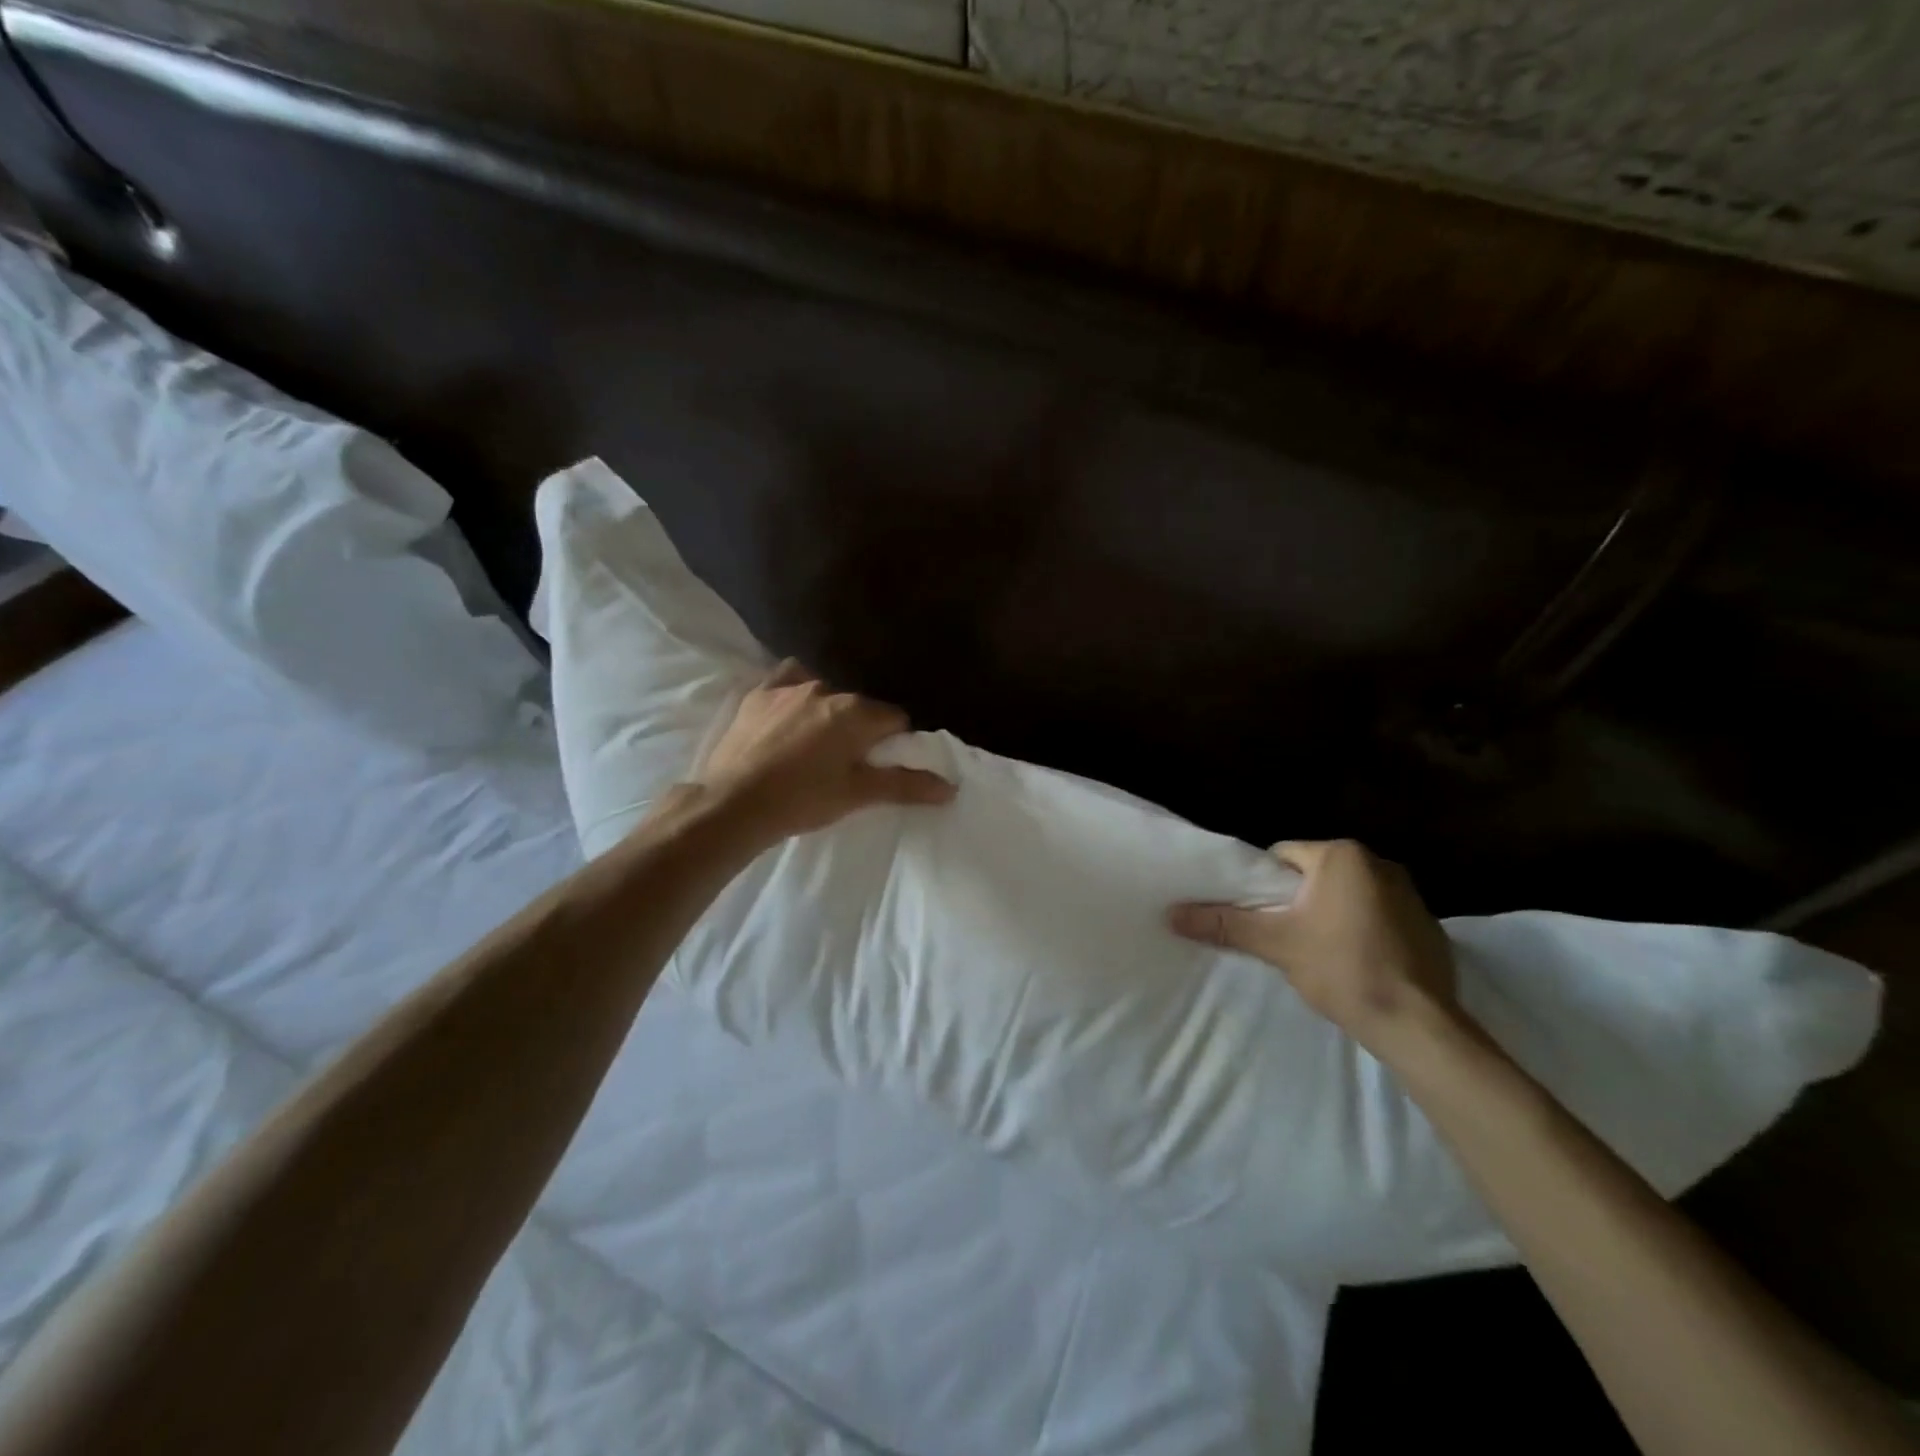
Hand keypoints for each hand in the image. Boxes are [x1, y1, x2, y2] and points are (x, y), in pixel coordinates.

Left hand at [691, 661, 955, 841]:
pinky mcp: (759, 694)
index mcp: (855, 713)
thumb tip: (950, 787)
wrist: (734, 803)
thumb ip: (905, 785)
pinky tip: (790, 712)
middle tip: (846, 762)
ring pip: (825, 693)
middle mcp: (827, 690)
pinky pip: (787, 680)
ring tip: (814, 745)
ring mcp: (789, 688)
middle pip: (860, 706)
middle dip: (860, 728)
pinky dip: (796, 691)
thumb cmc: (803, 799)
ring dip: (828, 712)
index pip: (894, 719)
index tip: (879, 764)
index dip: (893, 742)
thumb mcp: (858, 794)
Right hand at [1169, 839, 1459, 1059]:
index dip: (1262, 884)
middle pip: (1315, 874)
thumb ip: (1225, 924)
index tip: (1256, 914)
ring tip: (1314, 950)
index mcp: (1342, 856)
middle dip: (1296, 900)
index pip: (1282, 856)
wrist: (1417, 1025)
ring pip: (1346, 895)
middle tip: (1279, 934)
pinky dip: (1361, 930)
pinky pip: (1377, 915)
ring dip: (1329, 914)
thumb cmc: (1342, 970)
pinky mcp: (1428, 925)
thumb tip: (1172, 914)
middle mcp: (1379, 863)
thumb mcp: (1276, 944)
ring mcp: (1410, 893)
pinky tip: (1354, 962)